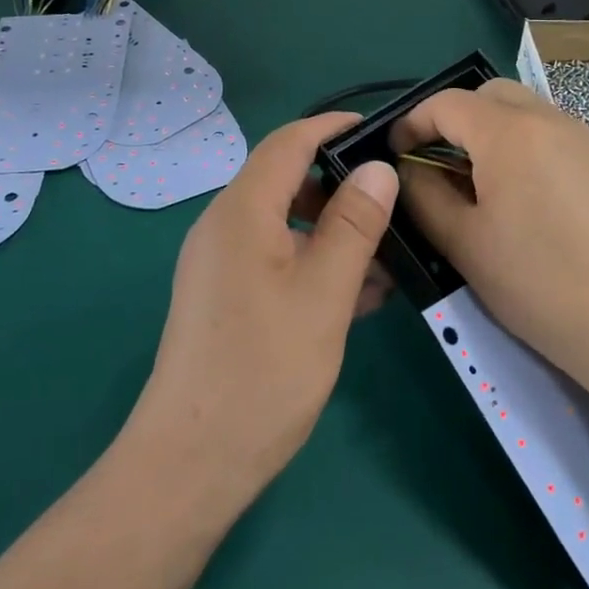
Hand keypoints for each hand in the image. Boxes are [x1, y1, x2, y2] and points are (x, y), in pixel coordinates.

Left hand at [125, 113, 397, 515]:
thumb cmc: (264, 370)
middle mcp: (224, 227)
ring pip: (286, 225)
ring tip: (389, 257)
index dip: (333, 127)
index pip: (289, 142)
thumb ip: (354, 225)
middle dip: (342, 186)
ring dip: (335, 231)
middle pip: (286, 181)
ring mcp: (221, 264)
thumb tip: (377, 168)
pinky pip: (277, 260)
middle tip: (395, 203)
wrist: (192, 462)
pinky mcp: (226, 297)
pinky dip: (315, 263)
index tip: (382, 130)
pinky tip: (361, 295)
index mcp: (241, 211)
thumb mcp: (324, 293)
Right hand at [394, 80, 588, 410]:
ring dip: (487, 130)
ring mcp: (582, 139)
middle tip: (433, 163)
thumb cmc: (538, 283)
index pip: (447, 102)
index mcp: (510, 132)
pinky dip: (518, 145)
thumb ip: (424, 195)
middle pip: (487, 95)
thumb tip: (408, 168)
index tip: (394, 154)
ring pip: (521, 111)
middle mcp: (549, 119)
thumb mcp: (463, 243)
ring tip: (471, 183)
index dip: (412, 122)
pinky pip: (547, 134)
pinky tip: (514, 197)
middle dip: (452, 118)